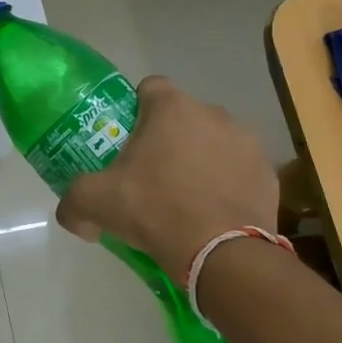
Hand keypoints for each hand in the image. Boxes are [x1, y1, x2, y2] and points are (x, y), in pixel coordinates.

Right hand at [55, 76, 278, 280]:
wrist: (223, 254)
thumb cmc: (155, 210)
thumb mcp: (94, 203)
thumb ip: (73, 201)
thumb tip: (73, 215)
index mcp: (172, 108)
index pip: (149, 88)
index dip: (133, 110)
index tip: (125, 140)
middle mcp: (213, 114)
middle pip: (182, 117)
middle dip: (166, 139)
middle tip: (148, 175)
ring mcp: (247, 143)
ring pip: (212, 142)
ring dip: (198, 160)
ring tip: (183, 198)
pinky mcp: (268, 174)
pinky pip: (238, 171)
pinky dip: (226, 185)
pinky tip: (212, 214)